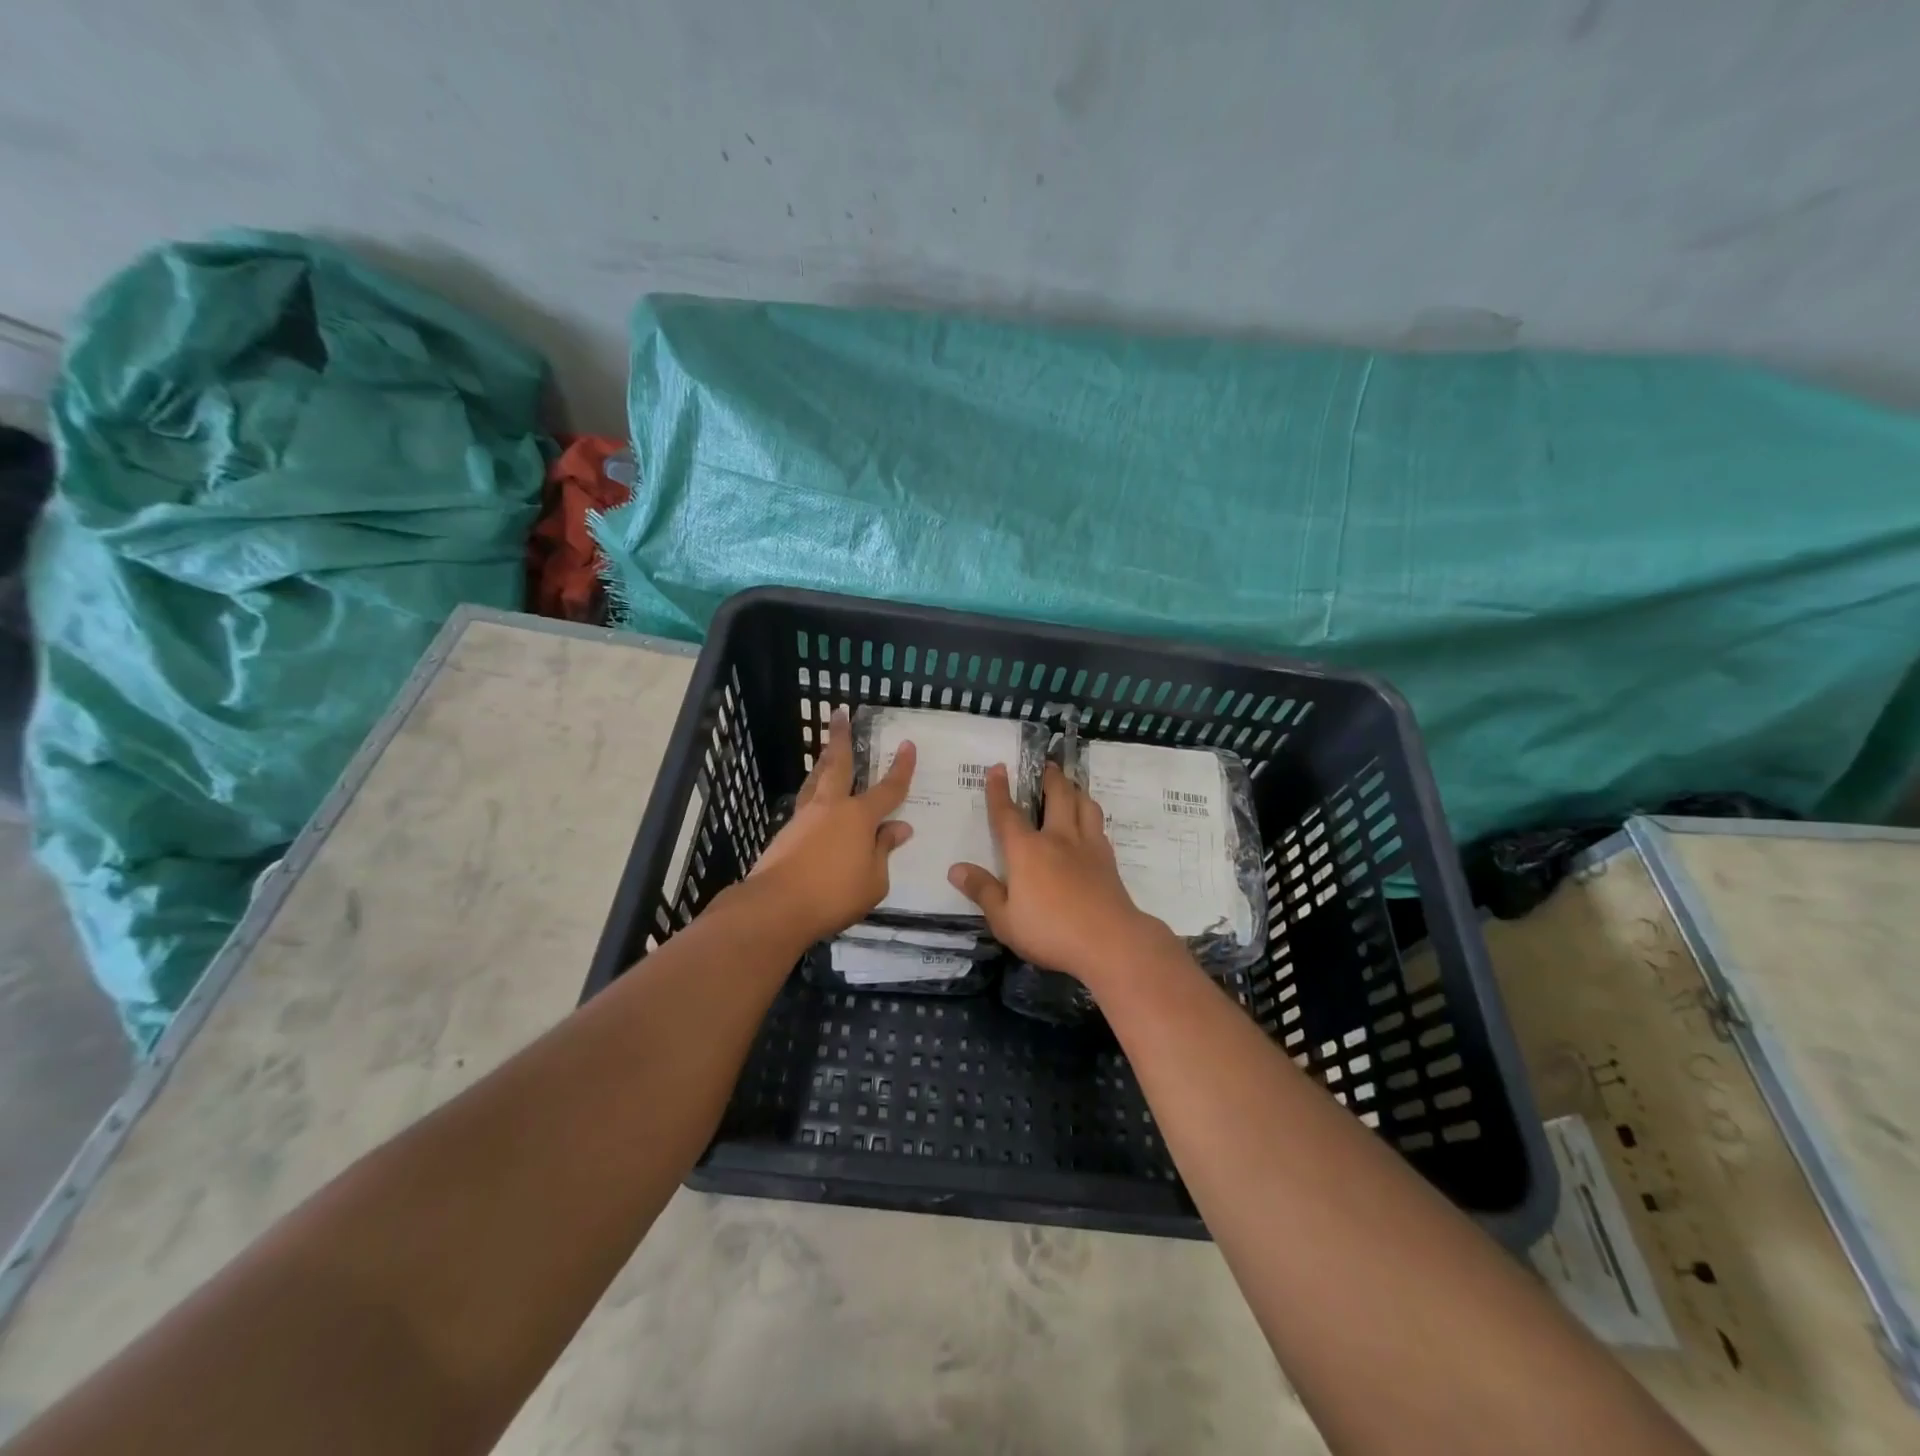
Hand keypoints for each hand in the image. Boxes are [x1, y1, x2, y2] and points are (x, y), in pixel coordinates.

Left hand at [750, 708, 916, 943]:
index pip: (888, 789)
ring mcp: (804, 818)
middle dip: (841, 738)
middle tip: (838, 714)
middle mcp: (831, 807)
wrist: (776, 906)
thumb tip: (898, 828)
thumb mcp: (874, 880)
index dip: (901, 768)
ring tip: (827, 752)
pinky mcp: (786, 833)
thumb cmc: (834, 894)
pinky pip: (806, 805)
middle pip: (838, 764)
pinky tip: (817, 804)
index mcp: (859, 816)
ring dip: (824, 762)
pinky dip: (815, 795)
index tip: (908, 745)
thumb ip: (884, 850)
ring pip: (816, 780)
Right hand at [948, 762, 1173, 986]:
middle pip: (1057, 795)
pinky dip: (1091, 813)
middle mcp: (1057, 838)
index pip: (1007, 813)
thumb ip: (982, 891)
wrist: (1109, 941)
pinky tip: (1090, 820)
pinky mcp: (1108, 859)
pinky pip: (1099, 824)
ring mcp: (1087, 846)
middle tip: (1047, 765)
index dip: (999, 790)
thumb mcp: (1005, 919)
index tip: (998, 768)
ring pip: (1084, 804)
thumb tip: (956, 869)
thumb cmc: (1050, 931)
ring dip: (1076, 789)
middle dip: (1049, 777)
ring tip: (1071, 784)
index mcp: (1026, 850)